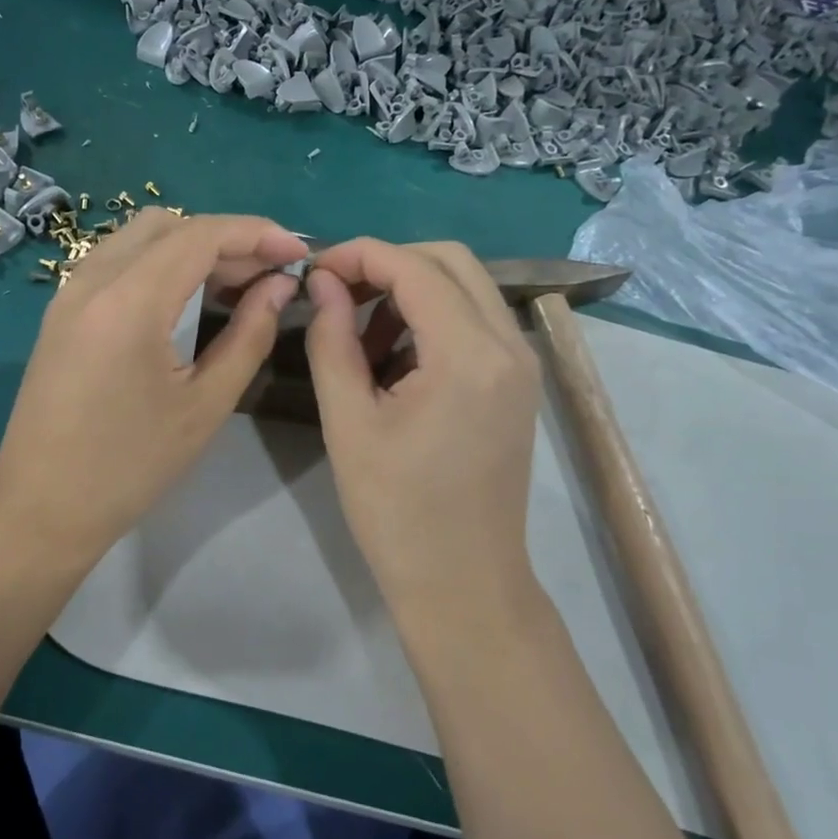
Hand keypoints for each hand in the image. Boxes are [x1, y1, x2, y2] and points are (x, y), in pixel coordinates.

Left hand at [0, 209, 307, 574]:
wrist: (42, 508)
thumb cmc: (131, 466)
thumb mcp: (205, 405)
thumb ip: (248, 335)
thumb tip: (279, 287)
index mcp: (129, 301)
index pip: (200, 235)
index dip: (257, 235)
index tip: (298, 254)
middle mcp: (92, 280)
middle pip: (169, 225)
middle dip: (227, 239)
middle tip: (269, 275)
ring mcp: (69, 293)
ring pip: (140, 238)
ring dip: (192, 248)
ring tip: (236, 285)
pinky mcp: (62, 311)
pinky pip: (118, 262)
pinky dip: (161, 264)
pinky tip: (189, 299)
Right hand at [304, 239, 541, 611]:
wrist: (464, 583)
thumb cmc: (397, 512)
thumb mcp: (348, 422)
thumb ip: (332, 339)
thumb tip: (324, 282)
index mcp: (469, 355)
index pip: (414, 268)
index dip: (359, 255)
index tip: (315, 271)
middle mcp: (509, 345)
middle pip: (450, 262)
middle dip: (388, 265)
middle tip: (339, 296)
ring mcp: (522, 364)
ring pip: (466, 288)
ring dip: (411, 292)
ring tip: (361, 340)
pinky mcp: (519, 384)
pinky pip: (476, 322)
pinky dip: (433, 320)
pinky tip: (396, 362)